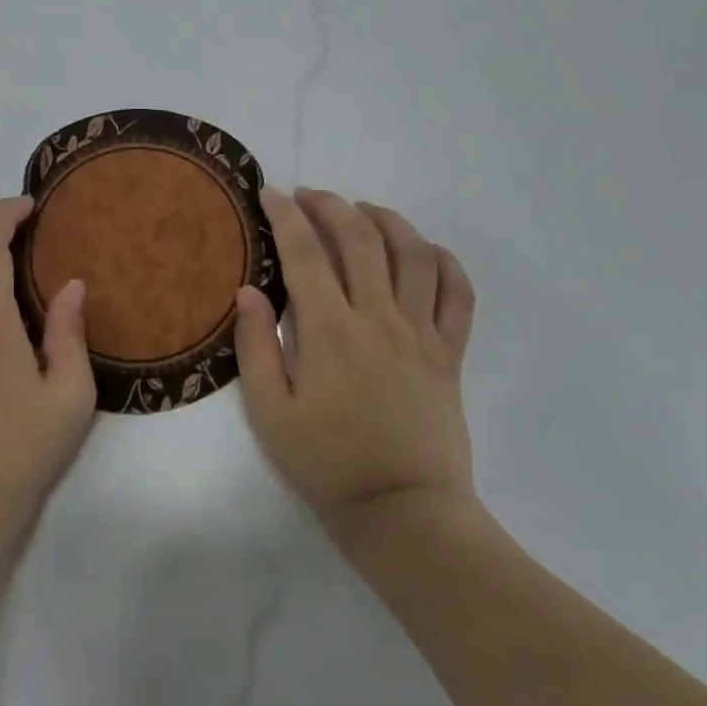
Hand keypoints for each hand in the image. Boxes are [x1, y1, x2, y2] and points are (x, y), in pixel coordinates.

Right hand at [234, 187, 478, 543]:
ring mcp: (421, 333)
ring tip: (363, 211)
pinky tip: (424, 252)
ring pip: (413, 254)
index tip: (270, 194)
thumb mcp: (270, 414)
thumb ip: (255, 347)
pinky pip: (458, 294)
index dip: (286, 215)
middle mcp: (379, 318)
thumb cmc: (328, 464)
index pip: (305, 254)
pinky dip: (444, 262)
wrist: (404, 512)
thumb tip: (248, 291)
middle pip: (361, 239)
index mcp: (330, 332)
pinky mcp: (450, 352)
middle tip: (309, 196)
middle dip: (332, 205)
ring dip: (387, 220)